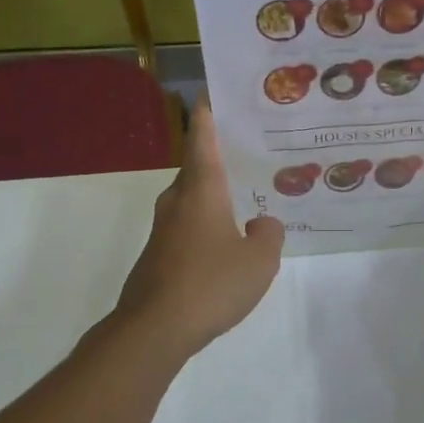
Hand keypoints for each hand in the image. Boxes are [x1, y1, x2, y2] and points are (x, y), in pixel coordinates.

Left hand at [115, 97, 283, 356]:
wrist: (154, 329)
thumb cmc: (210, 284)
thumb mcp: (259, 260)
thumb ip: (269, 235)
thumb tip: (261, 224)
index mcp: (201, 190)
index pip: (203, 139)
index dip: (208, 114)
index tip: (212, 93)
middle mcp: (177, 202)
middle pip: (198, 168)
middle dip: (221, 158)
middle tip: (251, 152)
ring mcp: (163, 230)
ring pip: (192, 200)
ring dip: (215, 196)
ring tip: (247, 199)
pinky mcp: (158, 256)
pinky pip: (188, 228)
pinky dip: (207, 225)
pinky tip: (227, 245)